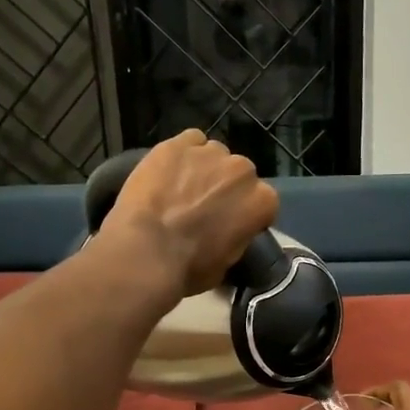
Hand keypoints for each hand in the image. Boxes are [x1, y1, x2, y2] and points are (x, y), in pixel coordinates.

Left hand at [104, 131, 279, 296]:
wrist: (146, 251)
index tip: (230, 224)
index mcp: (262, 201)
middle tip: (203, 208)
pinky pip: (188, 142)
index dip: (245, 213)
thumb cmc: (190, 267)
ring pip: (213, 155)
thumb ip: (237, 237)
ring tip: (181, 189)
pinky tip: (167, 172)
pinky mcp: (178, 143)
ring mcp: (210, 153)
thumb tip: (230, 231)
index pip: (262, 201)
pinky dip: (181, 155)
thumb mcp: (227, 263)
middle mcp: (243, 170)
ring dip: (203, 169)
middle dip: (226, 188)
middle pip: (239, 175)